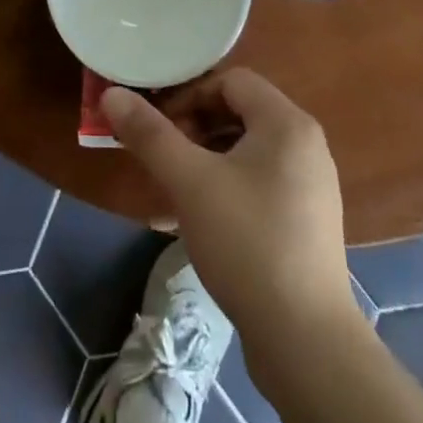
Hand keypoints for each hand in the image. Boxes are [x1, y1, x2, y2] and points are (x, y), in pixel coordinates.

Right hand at [103, 69, 355, 335]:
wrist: (306, 340)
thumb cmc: (246, 242)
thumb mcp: (189, 182)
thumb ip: (149, 134)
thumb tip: (111, 94)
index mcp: (287, 123)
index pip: (231, 81)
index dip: (188, 95)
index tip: (158, 127)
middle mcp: (306, 145)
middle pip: (240, 113)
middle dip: (193, 128)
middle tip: (161, 156)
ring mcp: (310, 186)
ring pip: (247, 151)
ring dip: (205, 159)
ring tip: (173, 189)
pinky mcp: (306, 222)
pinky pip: (259, 183)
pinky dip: (226, 186)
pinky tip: (199, 220)